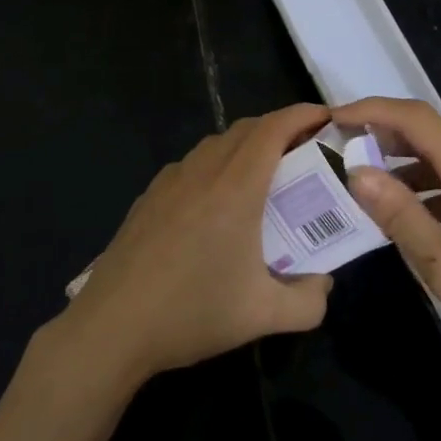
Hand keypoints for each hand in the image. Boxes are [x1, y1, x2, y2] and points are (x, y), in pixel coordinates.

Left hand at [48, 105, 335, 388]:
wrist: (113, 326)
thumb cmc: (192, 313)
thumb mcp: (264, 316)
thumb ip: (309, 302)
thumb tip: (324, 284)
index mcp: (235, 188)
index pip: (273, 129)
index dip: (302, 115)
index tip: (326, 118)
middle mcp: (203, 171)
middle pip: (246, 129)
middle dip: (280, 128)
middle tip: (304, 152)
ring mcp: (170, 180)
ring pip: (216, 144)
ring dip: (246, 145)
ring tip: (265, 175)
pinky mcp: (149, 196)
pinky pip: (192, 164)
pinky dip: (216, 164)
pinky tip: (217, 202)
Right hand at [333, 97, 440, 424]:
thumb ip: (399, 214)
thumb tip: (357, 171)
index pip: (415, 118)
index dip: (372, 109)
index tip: (334, 118)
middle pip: (428, 134)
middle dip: (381, 134)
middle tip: (341, 150)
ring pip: (440, 162)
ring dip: (401, 165)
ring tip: (364, 185)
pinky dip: (423, 189)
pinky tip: (407, 218)